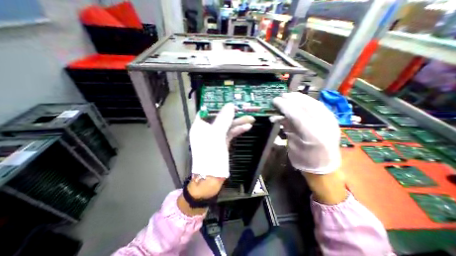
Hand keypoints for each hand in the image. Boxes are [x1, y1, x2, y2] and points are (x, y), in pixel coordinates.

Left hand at [188, 103, 252, 198]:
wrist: (212, 178)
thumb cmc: (210, 155)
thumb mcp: (216, 136)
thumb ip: (223, 119)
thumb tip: (230, 105)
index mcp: (200, 126)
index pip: (207, 111)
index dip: (218, 105)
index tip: (229, 101)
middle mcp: (207, 130)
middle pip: (220, 118)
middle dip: (232, 114)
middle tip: (243, 109)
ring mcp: (216, 136)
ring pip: (227, 126)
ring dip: (238, 122)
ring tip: (250, 118)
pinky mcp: (223, 142)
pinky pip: (230, 133)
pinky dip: (238, 130)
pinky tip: (247, 127)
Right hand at [270, 93, 345, 204]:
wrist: (325, 168)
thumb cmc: (305, 160)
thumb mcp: (292, 145)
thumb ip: (288, 129)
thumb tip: (278, 117)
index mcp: (313, 135)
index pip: (297, 115)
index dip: (285, 106)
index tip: (275, 100)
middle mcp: (324, 126)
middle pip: (307, 106)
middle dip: (292, 99)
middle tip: (281, 96)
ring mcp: (330, 122)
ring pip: (314, 104)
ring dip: (300, 98)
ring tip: (290, 96)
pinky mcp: (332, 120)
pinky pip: (319, 106)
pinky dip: (308, 102)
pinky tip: (300, 101)